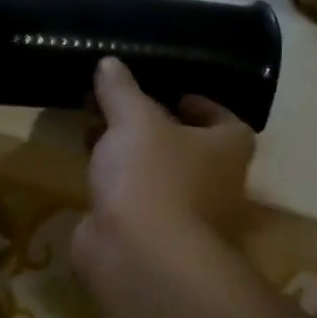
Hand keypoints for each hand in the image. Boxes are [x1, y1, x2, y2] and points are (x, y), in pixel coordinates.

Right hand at [73, 57, 254, 270]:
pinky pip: (132, 199)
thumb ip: (121, 90)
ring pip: (156, 175)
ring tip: (95, 130)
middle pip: (187, 149)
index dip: (203, 106)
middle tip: (121, 108)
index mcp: (227, 151)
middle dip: (154, 129)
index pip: (227, 122)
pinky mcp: (149, 236)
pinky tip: (88, 168)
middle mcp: (215, 184)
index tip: (173, 94)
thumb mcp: (134, 120)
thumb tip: (109, 63)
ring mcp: (182, 216)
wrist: (137, 254)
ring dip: (130, 156)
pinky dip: (114, 184)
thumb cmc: (152, 176)